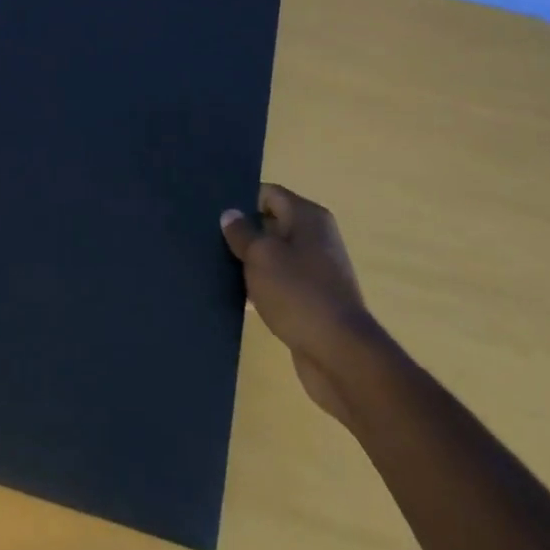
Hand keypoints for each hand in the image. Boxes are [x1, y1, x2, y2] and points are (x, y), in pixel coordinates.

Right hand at [221, 185, 370, 418]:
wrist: (340, 355)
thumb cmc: (298, 293)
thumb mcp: (261, 256)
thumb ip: (242, 232)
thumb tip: (230, 214)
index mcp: (308, 217)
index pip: (269, 194)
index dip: (242, 200)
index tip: (214, 213)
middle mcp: (316, 238)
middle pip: (271, 224)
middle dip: (244, 233)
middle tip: (209, 240)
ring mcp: (317, 271)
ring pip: (274, 257)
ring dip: (251, 263)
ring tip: (216, 267)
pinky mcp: (313, 301)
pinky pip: (281, 284)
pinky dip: (262, 288)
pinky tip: (237, 297)